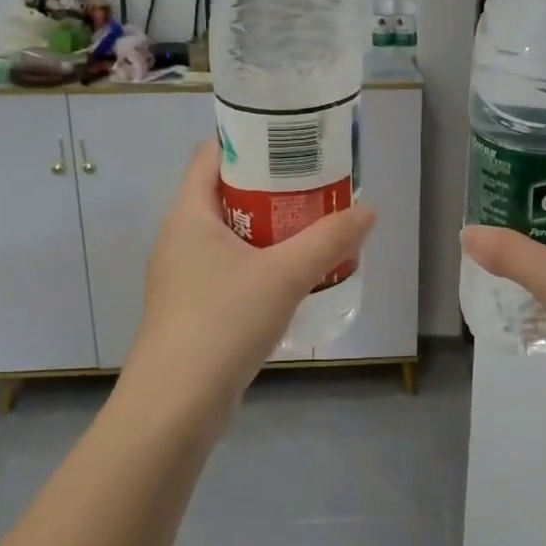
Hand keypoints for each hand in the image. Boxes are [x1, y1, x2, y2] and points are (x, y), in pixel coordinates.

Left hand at [126, 138, 375, 413]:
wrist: (176, 404)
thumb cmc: (224, 321)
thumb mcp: (285, 275)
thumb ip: (329, 240)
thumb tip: (368, 211)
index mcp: (188, 214)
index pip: (212, 155)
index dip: (249, 142)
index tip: (291, 143)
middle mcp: (179, 238)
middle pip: (224, 195)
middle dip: (270, 189)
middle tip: (315, 187)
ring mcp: (181, 277)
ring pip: (228, 236)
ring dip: (267, 230)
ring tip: (311, 229)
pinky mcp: (190, 310)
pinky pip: (228, 270)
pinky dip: (258, 265)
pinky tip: (291, 279)